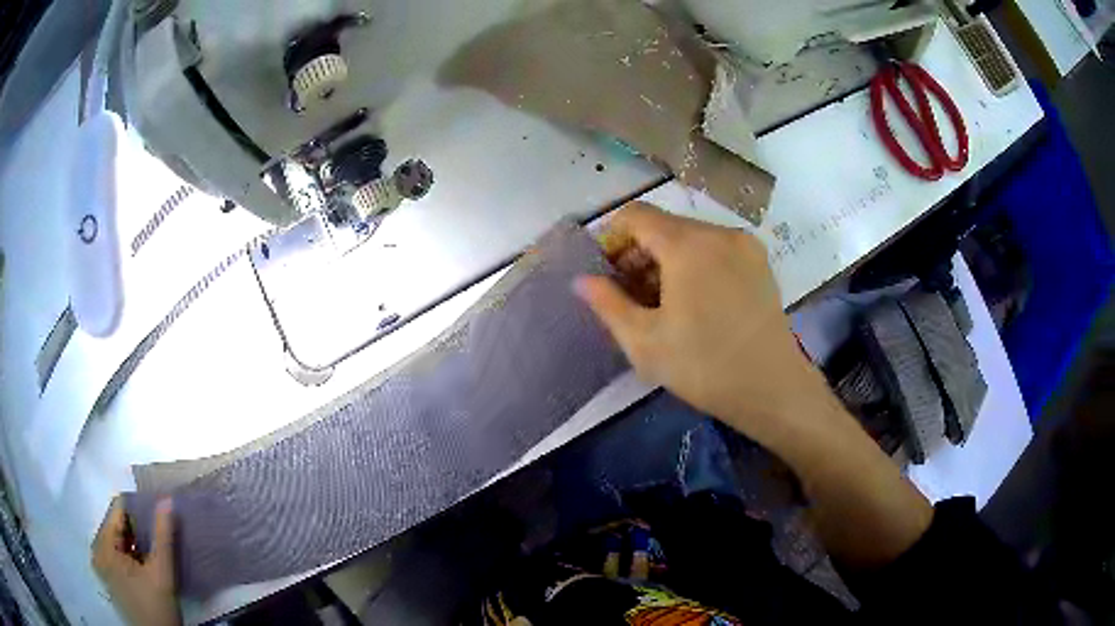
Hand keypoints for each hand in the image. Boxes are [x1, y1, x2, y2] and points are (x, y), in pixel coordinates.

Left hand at [91, 498, 180, 625]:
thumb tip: (166, 499)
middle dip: (136, 530)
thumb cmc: (158, 608)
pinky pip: (115, 553)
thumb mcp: (163, 573)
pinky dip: (129, 554)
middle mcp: (97, 549)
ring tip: (151, 555)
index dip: (139, 511)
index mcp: (104, 545)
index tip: (157, 520)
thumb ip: (163, 536)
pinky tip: (143, 567)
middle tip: (156, 543)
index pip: (118, 510)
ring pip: (116, 539)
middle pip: (116, 525)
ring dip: (133, 543)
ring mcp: (100, 564)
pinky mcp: (106, 576)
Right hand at [576, 202, 826, 448]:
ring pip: (691, 237)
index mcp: (687, 244)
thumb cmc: (704, 367)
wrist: (773, 388)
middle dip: (639, 253)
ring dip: (666, 260)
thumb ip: (607, 303)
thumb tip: (581, 280)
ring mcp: (744, 245)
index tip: (606, 273)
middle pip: (664, 225)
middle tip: (629, 295)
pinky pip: (715, 249)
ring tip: (661, 303)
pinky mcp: (760, 262)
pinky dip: (694, 264)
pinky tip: (694, 301)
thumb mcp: (644, 341)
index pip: (635, 216)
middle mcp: (718, 232)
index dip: (612, 238)